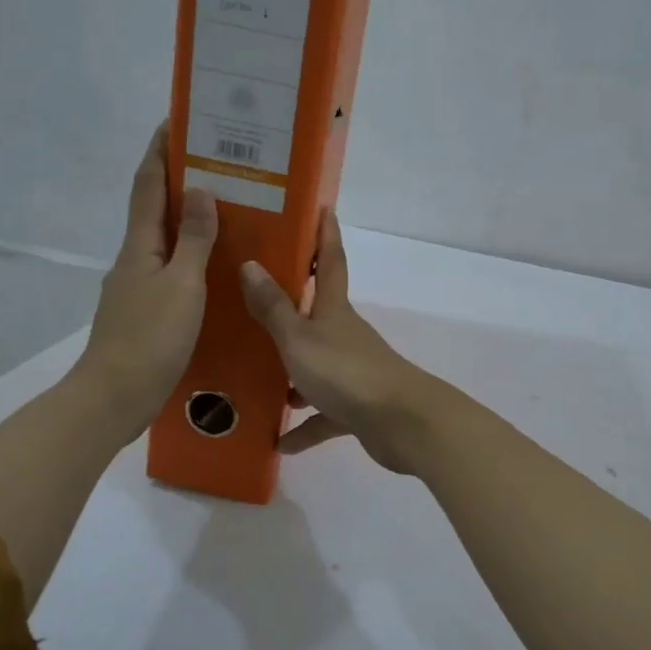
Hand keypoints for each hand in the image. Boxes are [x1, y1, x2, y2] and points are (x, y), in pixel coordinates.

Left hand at [75, 123, 217, 440]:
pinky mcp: (145, 313)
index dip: (160, 151)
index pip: (148, 185)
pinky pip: (170, 270)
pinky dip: (189, 256)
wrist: (114, 397)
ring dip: (186, 220)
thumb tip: (201, 189)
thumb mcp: (182, 286)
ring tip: (224, 210)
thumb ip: (194, 239)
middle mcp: (134, 259)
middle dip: (178, 181)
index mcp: (140, 246)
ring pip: (164, 242)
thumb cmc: (150, 338)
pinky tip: (213, 268)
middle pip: (154, 209)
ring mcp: (136, 288)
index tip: (177, 120)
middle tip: (217, 163)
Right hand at [239, 210, 436, 473]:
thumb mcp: (299, 340)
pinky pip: (324, 416)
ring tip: (258, 381)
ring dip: (292, 376)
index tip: (324, 207)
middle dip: (293, 306)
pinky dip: (305, 427)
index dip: (325, 235)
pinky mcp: (357, 408)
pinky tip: (280, 442)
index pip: (331, 262)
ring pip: (316, 368)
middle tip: (258, 299)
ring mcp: (353, 372)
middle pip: (318, 314)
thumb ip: (274, 308)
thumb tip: (250, 264)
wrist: (400, 423)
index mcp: (334, 311)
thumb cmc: (345, 372)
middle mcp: (345, 336)